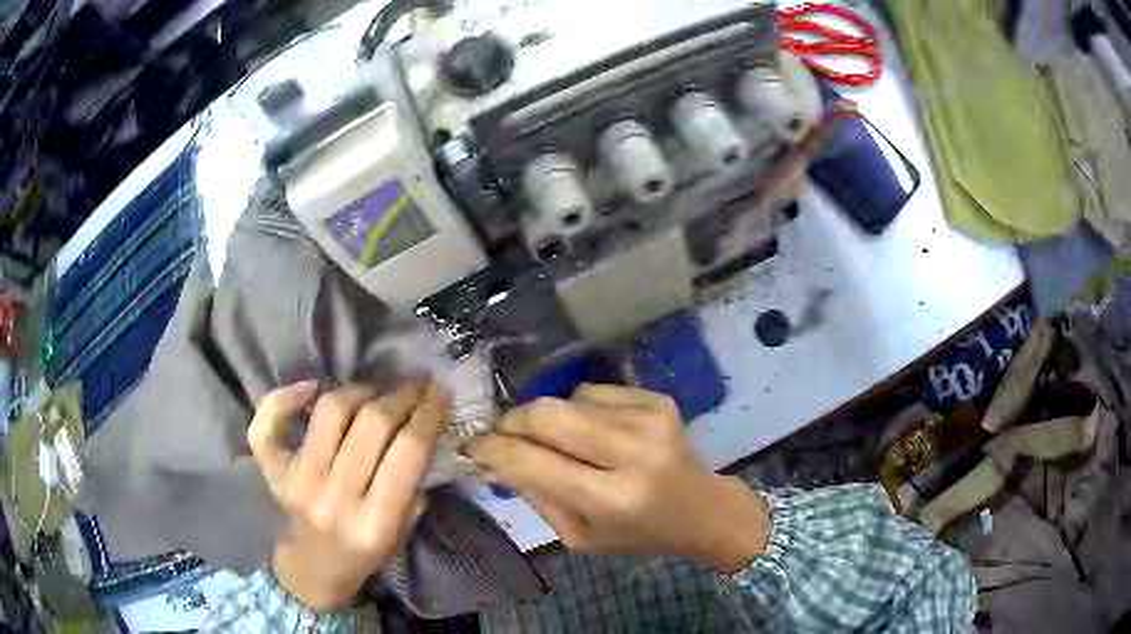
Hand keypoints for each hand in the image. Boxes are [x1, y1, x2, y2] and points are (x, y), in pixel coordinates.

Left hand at [248, 381, 444, 611]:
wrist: (314, 567)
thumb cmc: (364, 553)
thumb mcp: (402, 532)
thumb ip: (412, 484)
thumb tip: (419, 425)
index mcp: (376, 522)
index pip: (408, 451)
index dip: (428, 414)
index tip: (438, 393)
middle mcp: (335, 497)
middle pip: (372, 423)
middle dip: (401, 396)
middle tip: (414, 388)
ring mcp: (299, 480)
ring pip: (330, 410)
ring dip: (359, 391)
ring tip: (372, 394)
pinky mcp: (274, 470)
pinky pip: (268, 423)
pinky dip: (285, 397)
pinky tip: (309, 390)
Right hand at [466, 385, 769, 572]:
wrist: (703, 509)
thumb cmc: (639, 533)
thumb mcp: (580, 535)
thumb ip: (535, 495)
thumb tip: (490, 460)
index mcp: (611, 499)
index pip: (533, 462)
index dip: (493, 449)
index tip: (471, 445)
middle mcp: (632, 453)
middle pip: (547, 414)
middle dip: (512, 421)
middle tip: (502, 434)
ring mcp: (649, 419)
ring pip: (567, 399)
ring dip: (549, 419)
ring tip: (559, 442)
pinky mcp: (657, 400)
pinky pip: (593, 391)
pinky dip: (580, 408)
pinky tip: (593, 432)